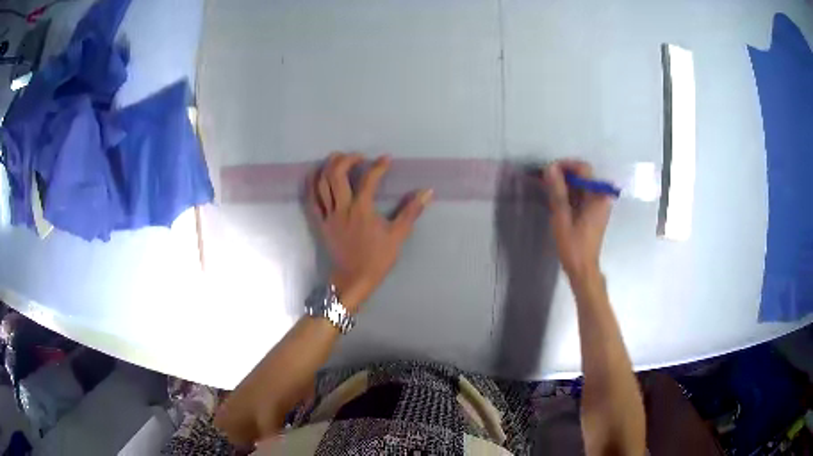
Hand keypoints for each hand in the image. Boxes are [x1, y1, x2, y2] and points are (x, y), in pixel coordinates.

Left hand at [308, 153, 432, 311]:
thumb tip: (427, 192)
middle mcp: (342, 207)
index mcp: (362, 209)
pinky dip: (312, 184)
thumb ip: (411, 211)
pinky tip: (317, 174)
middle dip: (346, 159)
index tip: (386, 159)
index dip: (379, 166)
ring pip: (321, 183)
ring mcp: (328, 215)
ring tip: (337, 158)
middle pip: (337, 174)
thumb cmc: (377, 258)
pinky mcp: (320, 222)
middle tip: (357, 156)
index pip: (369, 179)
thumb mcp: (398, 235)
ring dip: (328, 166)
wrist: (354, 278)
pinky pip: (311, 200)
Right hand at [543, 160, 612, 280]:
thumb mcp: (562, 217)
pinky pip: (583, 195)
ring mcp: (600, 205)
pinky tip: (557, 200)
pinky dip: (570, 194)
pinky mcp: (595, 213)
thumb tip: (550, 168)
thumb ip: (557, 191)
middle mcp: (602, 197)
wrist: (583, 269)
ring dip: (566, 184)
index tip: (548, 171)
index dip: (565, 165)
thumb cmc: (573, 245)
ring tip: (549, 189)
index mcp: (597, 197)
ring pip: (582, 185)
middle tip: (546, 180)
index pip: (583, 168)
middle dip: (564, 174)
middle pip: (583, 176)